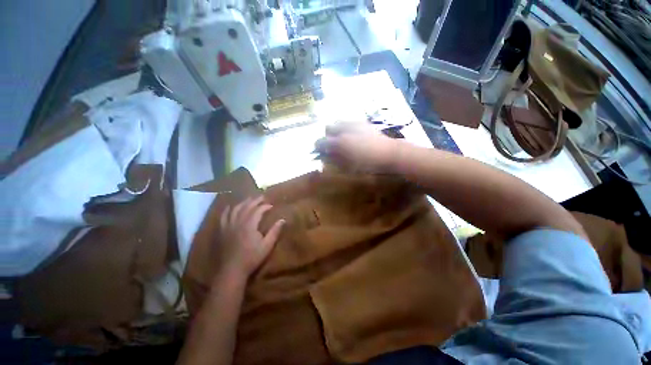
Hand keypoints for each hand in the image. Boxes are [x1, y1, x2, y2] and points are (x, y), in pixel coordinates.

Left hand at [216, 196, 284, 279]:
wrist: (231, 270)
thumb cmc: (251, 258)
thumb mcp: (267, 246)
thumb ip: (274, 231)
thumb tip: (283, 220)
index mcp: (249, 225)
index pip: (258, 210)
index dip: (265, 206)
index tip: (271, 205)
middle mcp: (238, 222)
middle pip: (247, 207)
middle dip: (255, 200)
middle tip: (261, 196)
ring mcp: (228, 226)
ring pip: (235, 209)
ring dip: (243, 202)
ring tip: (249, 199)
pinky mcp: (222, 231)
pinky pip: (224, 216)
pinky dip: (228, 210)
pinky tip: (230, 207)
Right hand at [314, 121, 399, 172]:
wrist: (388, 153)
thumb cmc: (367, 163)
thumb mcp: (348, 165)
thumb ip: (334, 159)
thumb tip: (325, 155)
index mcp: (339, 142)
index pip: (321, 142)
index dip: (318, 146)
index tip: (320, 151)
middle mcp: (344, 129)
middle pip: (328, 128)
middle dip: (327, 136)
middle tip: (332, 145)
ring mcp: (353, 123)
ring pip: (338, 122)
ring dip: (336, 130)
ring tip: (341, 138)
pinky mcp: (362, 122)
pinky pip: (348, 121)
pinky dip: (346, 127)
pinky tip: (352, 135)